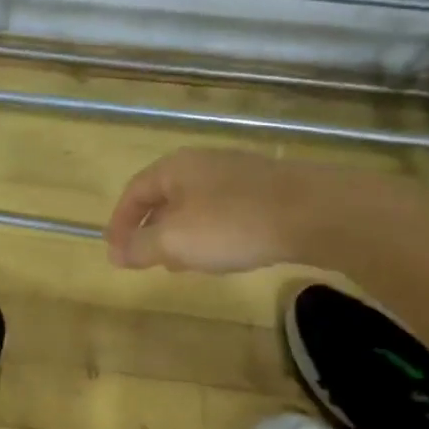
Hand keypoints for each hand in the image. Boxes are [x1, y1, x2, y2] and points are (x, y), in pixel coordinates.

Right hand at [104, 148, 297, 272]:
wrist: (313, 213)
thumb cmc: (230, 224)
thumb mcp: (174, 241)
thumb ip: (140, 247)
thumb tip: (116, 254)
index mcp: (174, 169)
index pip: (133, 193)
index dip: (120, 224)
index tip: (115, 253)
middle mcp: (202, 164)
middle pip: (163, 197)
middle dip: (150, 230)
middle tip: (144, 259)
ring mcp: (236, 175)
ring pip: (194, 206)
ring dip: (180, 235)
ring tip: (180, 264)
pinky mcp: (264, 191)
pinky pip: (222, 212)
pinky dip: (208, 234)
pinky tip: (219, 255)